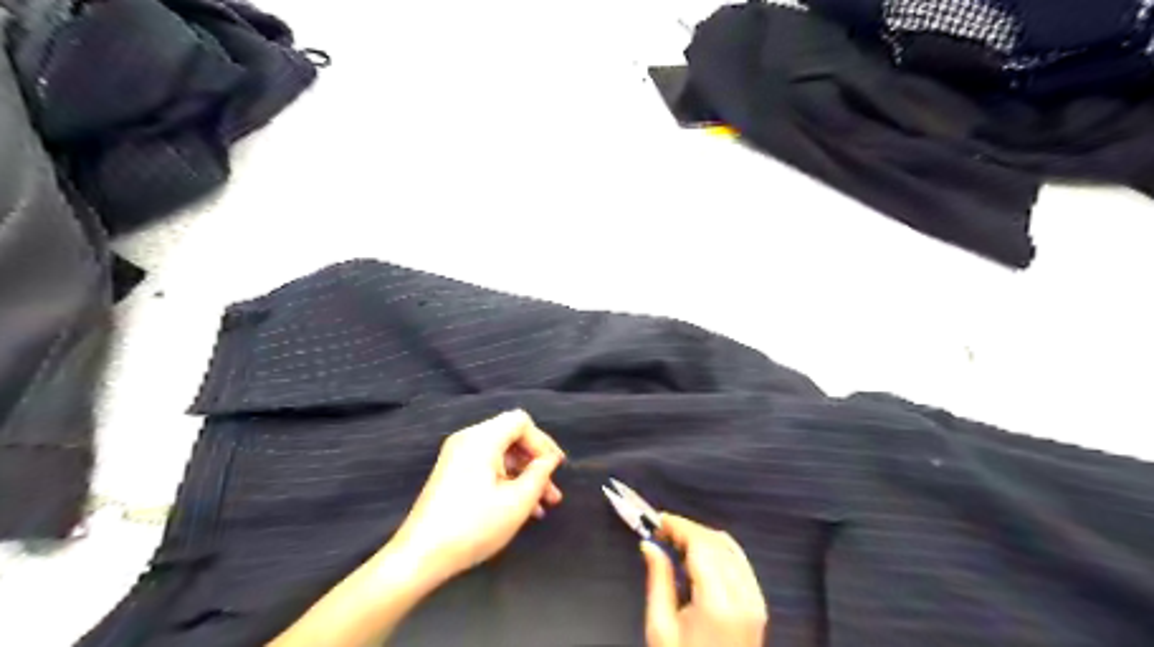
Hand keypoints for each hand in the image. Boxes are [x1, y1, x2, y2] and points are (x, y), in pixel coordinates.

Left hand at [389, 411, 567, 582]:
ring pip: (501, 454)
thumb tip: (548, 460)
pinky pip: (487, 466)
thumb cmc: (473, 526)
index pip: (521, 422)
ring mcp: (457, 456)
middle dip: (535, 462)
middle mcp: (468, 440)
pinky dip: (506, 480)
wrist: (420, 556)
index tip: (555, 469)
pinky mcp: (451, 473)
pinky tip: (521, 508)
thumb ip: (539, 474)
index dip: (543, 442)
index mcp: (482, 438)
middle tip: (553, 491)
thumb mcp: (517, 501)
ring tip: (543, 506)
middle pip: (511, 437)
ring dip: (524, 475)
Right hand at [639, 516, 764, 645]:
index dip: (679, 526)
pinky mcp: (758, 604)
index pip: (701, 545)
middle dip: (689, 529)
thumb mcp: (661, 628)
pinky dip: (719, 549)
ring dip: (704, 537)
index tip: (658, 520)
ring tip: (677, 540)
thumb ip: (658, 580)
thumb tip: (649, 545)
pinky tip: (700, 554)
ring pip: (731, 547)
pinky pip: (740, 562)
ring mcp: (755, 600)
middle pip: (717, 542)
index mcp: (718, 602)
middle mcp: (743, 595)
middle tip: (662, 530)